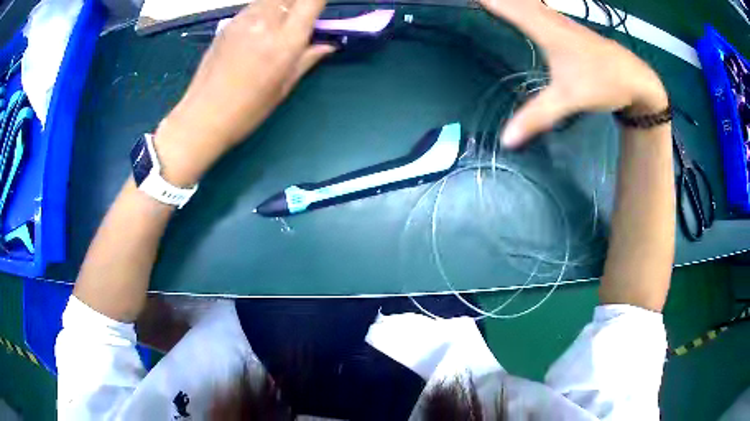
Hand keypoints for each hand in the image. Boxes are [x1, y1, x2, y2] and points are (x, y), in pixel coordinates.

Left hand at [154, 0, 333, 184]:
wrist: (202, 116)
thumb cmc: (247, 110)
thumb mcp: (283, 87)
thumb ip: (307, 59)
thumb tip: (329, 45)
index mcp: (284, 41)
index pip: (311, 1)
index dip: (319, 0)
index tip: (320, 8)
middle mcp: (265, 22)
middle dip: (300, 3)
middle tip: (300, 19)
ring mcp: (243, 20)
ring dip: (282, 5)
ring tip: (281, 24)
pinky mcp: (228, 24)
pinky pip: (254, 6)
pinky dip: (264, 10)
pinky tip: (260, 29)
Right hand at [479, 0, 668, 147]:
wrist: (636, 78)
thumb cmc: (603, 82)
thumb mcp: (569, 100)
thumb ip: (537, 116)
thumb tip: (505, 139)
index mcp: (545, 29)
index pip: (506, 6)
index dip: (487, 0)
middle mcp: (550, 18)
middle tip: (476, 0)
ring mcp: (561, 21)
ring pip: (529, 1)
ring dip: (509, 0)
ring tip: (491, 1)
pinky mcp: (568, 28)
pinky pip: (537, 8)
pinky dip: (522, 3)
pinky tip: (521, 6)